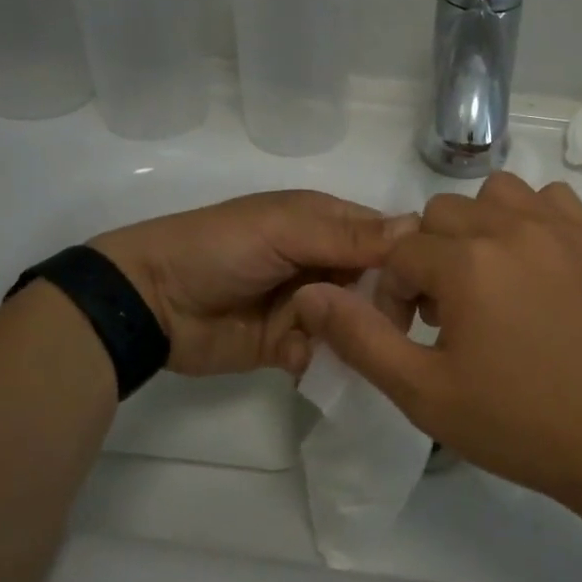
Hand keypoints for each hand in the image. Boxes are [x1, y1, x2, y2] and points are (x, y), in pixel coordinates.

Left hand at [89, 191, 407, 378]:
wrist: (151, 302)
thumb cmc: (221, 249)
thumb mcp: (284, 231)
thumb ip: (349, 236)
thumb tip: (419, 227)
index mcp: (327, 224)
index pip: (387, 237)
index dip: (409, 259)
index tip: (429, 286)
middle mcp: (325, 262)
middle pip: (378, 285)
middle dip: (381, 305)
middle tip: (378, 324)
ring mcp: (308, 305)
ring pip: (355, 323)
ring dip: (349, 334)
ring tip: (334, 342)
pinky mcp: (290, 345)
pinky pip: (323, 353)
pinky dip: (316, 357)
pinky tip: (294, 356)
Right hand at [291, 173, 581, 509]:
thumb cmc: (517, 423)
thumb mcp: (423, 393)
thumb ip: (360, 338)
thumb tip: (309, 294)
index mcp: (467, 263)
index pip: (400, 253)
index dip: (395, 295)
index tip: (415, 336)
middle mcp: (511, 227)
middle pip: (441, 215)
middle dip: (430, 259)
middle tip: (450, 315)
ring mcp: (559, 228)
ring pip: (494, 194)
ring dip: (477, 228)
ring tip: (489, 282)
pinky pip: (549, 199)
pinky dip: (530, 217)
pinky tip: (533, 264)